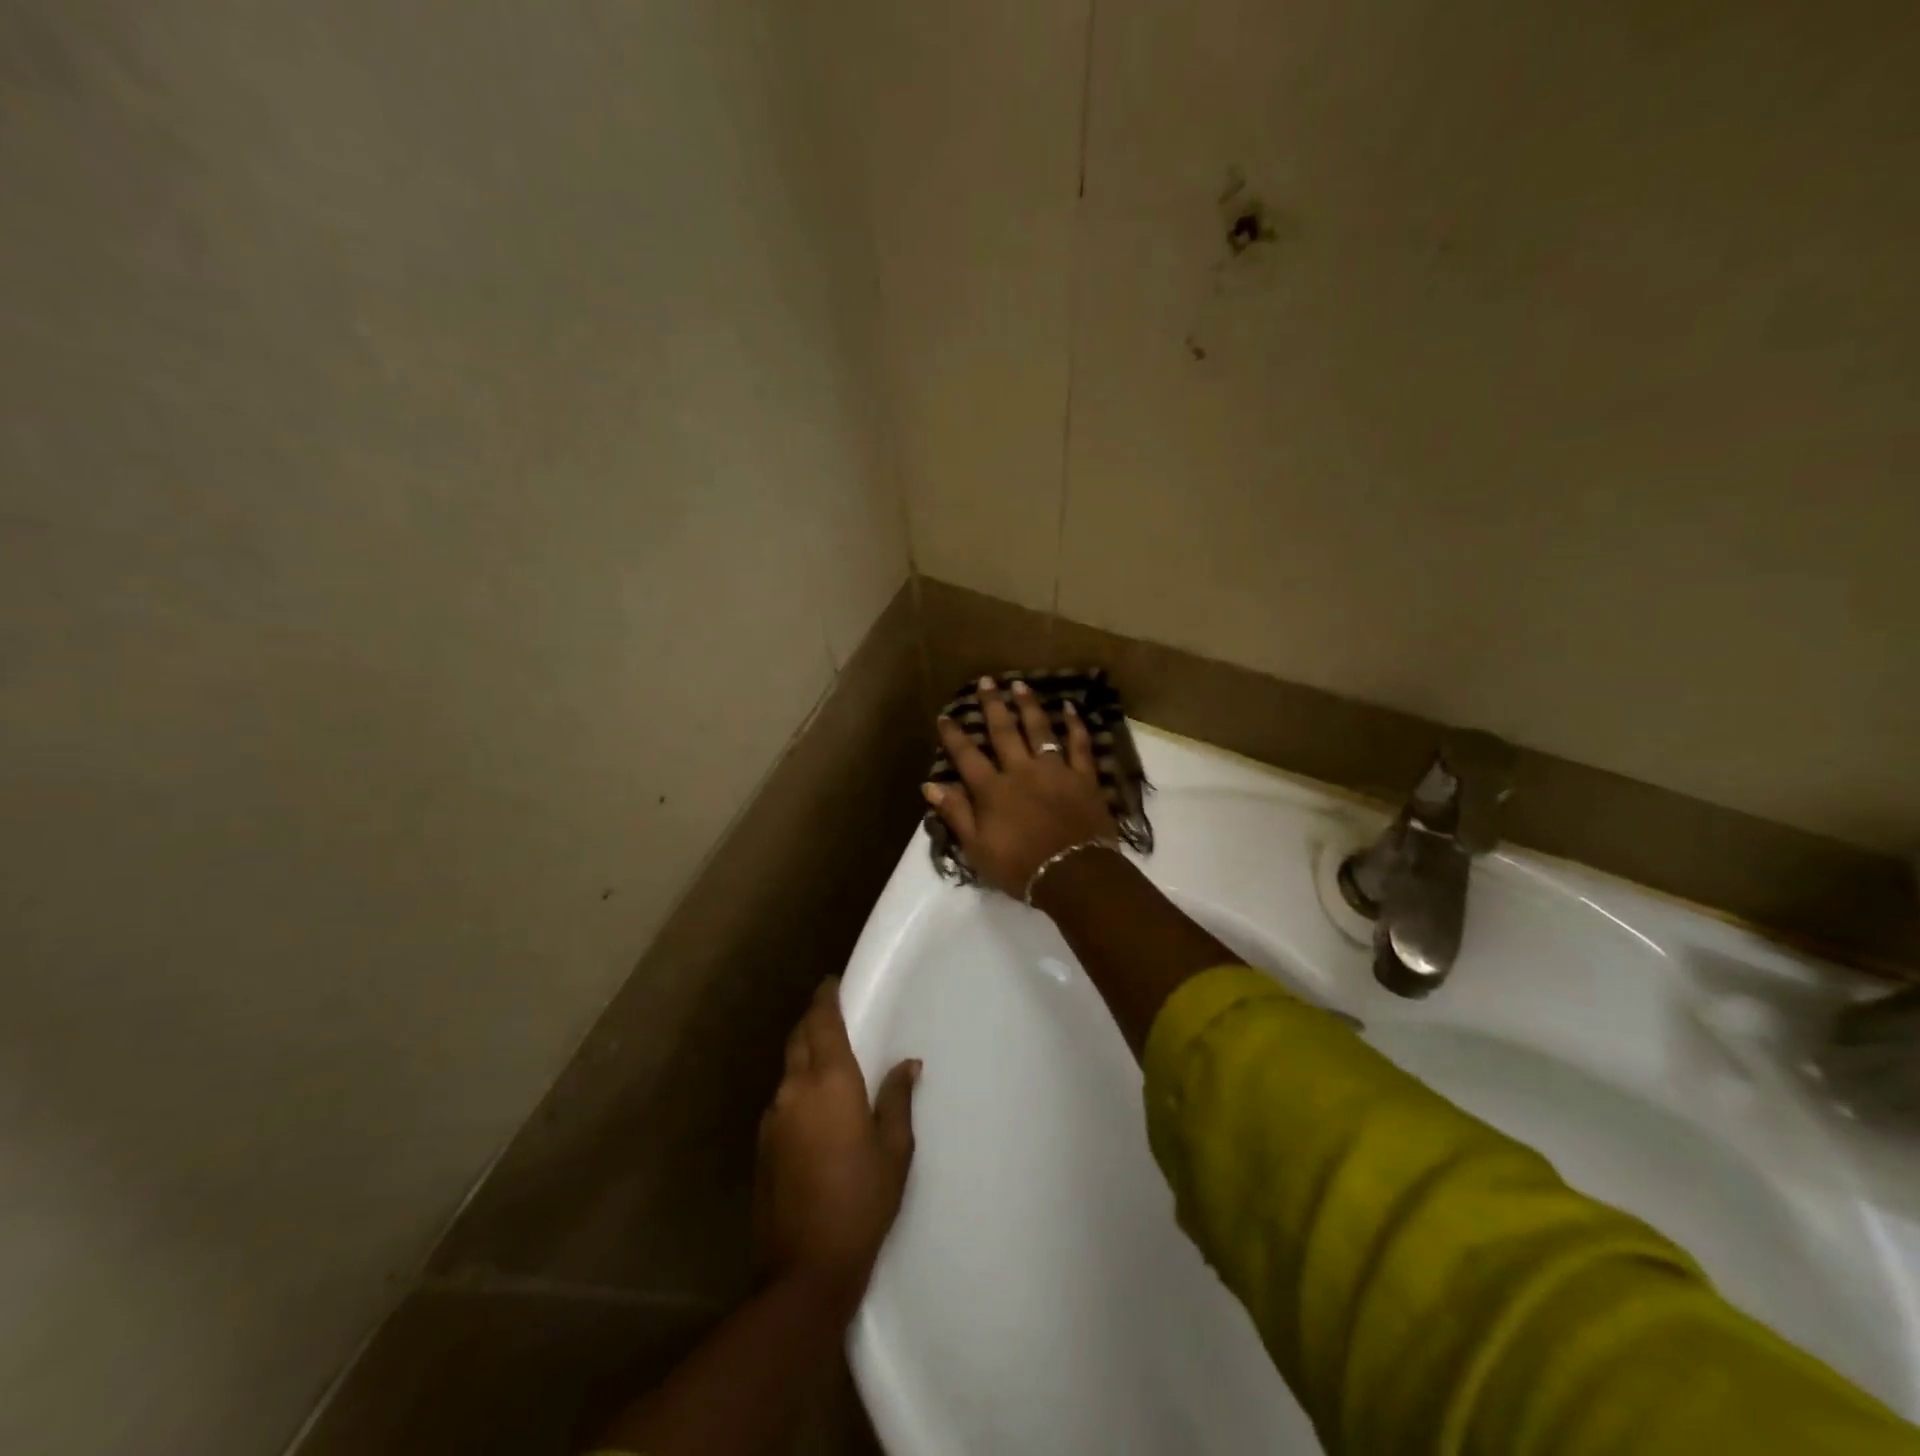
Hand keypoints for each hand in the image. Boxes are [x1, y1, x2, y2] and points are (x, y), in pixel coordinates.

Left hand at [755, 979, 918, 1314]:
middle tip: (831, 1011)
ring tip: (825, 1054)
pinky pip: (781, 1097)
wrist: (804, 1269)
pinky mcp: (762, 1144)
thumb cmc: (861, 1201)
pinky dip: (796, 1084)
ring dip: (803, 1051)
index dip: (825, 997)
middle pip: (799, 1037)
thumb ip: (897, 1098)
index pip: (822, 1021)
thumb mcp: (894, 1150)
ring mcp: (772, 1116)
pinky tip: (812, 1104)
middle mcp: (794, 1088)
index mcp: (829, 1081)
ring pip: (787, 1067)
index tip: (831, 981)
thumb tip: (907, 1063)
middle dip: (813, 1018)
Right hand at [924, 677, 1118, 898]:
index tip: (945, 715)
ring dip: (1028, 706)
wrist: (1074, 875)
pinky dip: (1075, 726)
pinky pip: (1080, 745)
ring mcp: (1055, 771)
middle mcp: (1021, 771)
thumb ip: (956, 813)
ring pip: (1040, 730)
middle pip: (1003, 732)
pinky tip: (1070, 708)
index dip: (954, 735)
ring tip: (1019, 684)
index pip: (967, 756)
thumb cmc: (1020, 867)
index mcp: (993, 790)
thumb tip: (930, 785)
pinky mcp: (1084, 777)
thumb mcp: (977, 848)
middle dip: (992, 706)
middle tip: (986, 681)